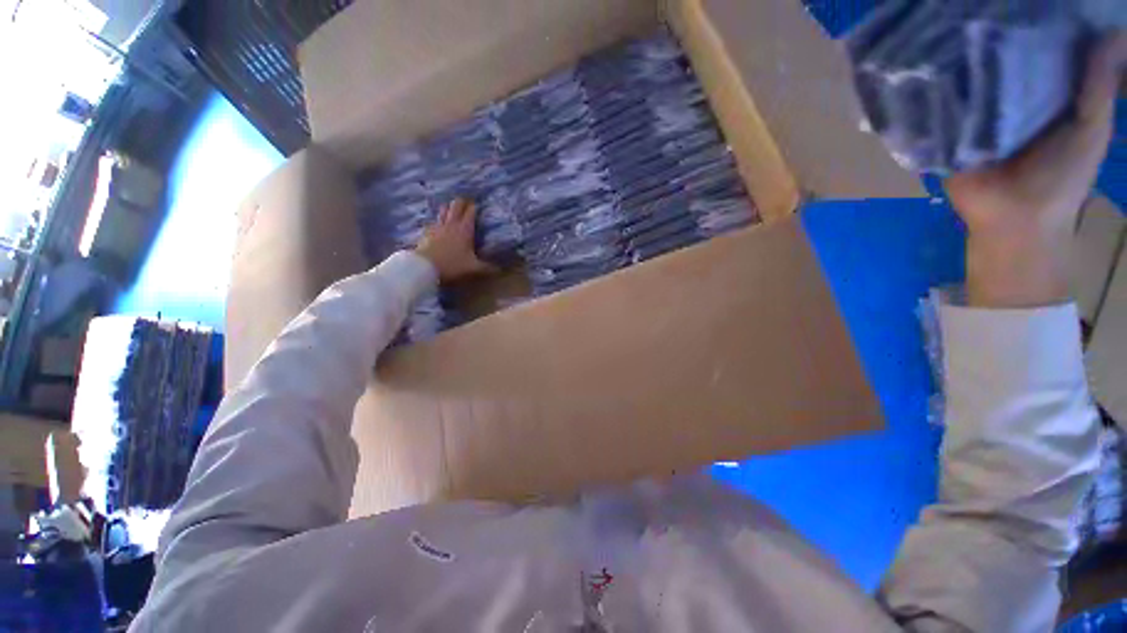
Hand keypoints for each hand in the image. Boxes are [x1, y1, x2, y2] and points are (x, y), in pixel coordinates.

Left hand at [415, 199, 498, 282]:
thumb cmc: (453, 265)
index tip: (478, 204)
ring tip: (452, 208)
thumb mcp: (474, 268)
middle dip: (462, 202)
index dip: (474, 206)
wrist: (425, 267)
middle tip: (466, 202)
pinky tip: (438, 223)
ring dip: (449, 207)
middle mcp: (451, 224)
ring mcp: (437, 226)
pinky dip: (438, 219)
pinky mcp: (427, 232)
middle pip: (456, 206)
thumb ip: (487, 268)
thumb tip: (500, 270)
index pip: (470, 212)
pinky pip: (433, 220)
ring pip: (443, 210)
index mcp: (465, 229)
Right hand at [946, 32, 1126, 307]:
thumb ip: (1098, 88)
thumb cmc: (1062, 177)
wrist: (1016, 220)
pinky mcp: (943, 135)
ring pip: (960, 81)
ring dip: (953, 60)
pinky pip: (935, 110)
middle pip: (992, 60)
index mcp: (1038, 91)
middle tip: (968, 4)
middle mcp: (1003, 97)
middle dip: (985, 34)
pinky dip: (929, 92)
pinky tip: (921, 67)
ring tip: (940, 24)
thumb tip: (1112, 33)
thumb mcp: (1092, 128)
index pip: (1031, 48)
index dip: (1029, 21)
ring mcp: (969, 116)